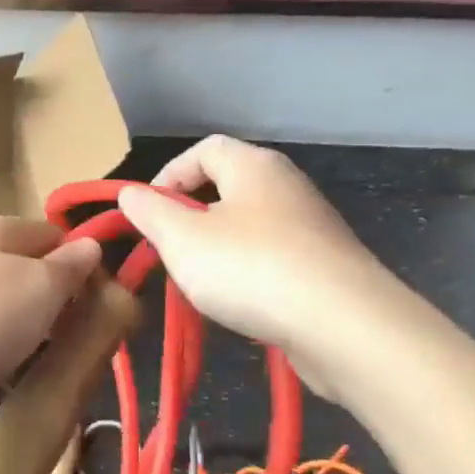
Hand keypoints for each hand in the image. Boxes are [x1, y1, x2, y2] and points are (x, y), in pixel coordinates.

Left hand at [0, 215, 102, 396]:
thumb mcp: (38, 290)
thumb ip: (69, 268)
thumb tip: (90, 246)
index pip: (56, 236)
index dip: (81, 270)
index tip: (93, 310)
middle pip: (22, 275)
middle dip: (43, 314)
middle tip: (53, 348)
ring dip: (8, 342)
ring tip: (8, 373)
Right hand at [116, 136, 405, 393]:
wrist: (342, 324)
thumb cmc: (250, 269)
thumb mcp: (181, 239)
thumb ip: (149, 212)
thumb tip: (131, 194)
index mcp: (253, 166)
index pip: (203, 149)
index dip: (168, 175)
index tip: (148, 214)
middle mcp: (287, 185)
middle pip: (227, 186)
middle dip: (190, 216)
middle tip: (169, 250)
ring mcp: (311, 225)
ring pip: (248, 225)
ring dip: (217, 248)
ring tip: (199, 283)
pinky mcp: (325, 264)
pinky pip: (272, 256)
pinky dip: (248, 272)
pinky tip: (240, 303)